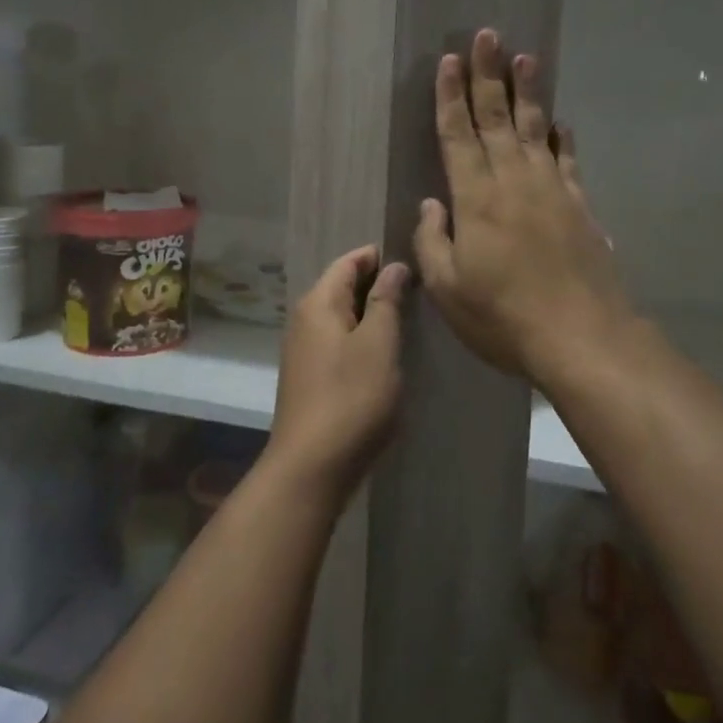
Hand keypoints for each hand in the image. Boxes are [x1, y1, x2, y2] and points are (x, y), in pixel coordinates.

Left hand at [268, 245, 410, 497]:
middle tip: (418, 287)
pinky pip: (338, 342)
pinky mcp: (310, 377)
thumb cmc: (351, 398)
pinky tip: (385, 351)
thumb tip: (393, 266)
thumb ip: (386, 301)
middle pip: (342, 287)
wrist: (312, 466)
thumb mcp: (378, 344)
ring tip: (408, 316)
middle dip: (377, 284)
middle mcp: (304, 320)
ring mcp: (304, 350)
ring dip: (371, 313)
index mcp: (318, 303)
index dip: (377, 256)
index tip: (412, 257)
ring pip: (342, 317)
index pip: (348, 262)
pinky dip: (361, 338)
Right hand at [413, 29, 634, 383]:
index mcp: (476, 198)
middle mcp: (513, 181)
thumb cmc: (503, 316)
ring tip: (526, 57)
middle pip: (496, 118)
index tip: (448, 61)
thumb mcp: (448, 288)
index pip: (458, 135)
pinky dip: (562, 137)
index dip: (450, 97)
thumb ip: (433, 240)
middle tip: (486, 36)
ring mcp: (551, 190)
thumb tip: (433, 203)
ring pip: (534, 129)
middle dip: (488, 75)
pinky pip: (567, 160)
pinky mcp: (579, 205)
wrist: (581, 336)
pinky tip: (559, 121)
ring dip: (527, 92)